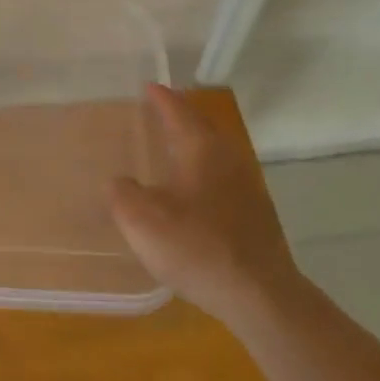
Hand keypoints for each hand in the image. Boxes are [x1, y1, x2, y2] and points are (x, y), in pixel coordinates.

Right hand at [111, 84, 298, 327]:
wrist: (259, 295)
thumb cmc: (197, 247)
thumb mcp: (142, 220)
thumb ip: (122, 194)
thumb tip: (120, 183)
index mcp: (201, 149)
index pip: (178, 111)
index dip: (160, 98)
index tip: (148, 85)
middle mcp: (228, 158)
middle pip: (202, 126)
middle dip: (180, 116)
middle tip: (158, 111)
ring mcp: (247, 185)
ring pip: (215, 152)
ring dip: (193, 144)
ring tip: (172, 147)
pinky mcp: (255, 214)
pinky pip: (222, 177)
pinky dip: (203, 171)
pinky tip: (192, 191)